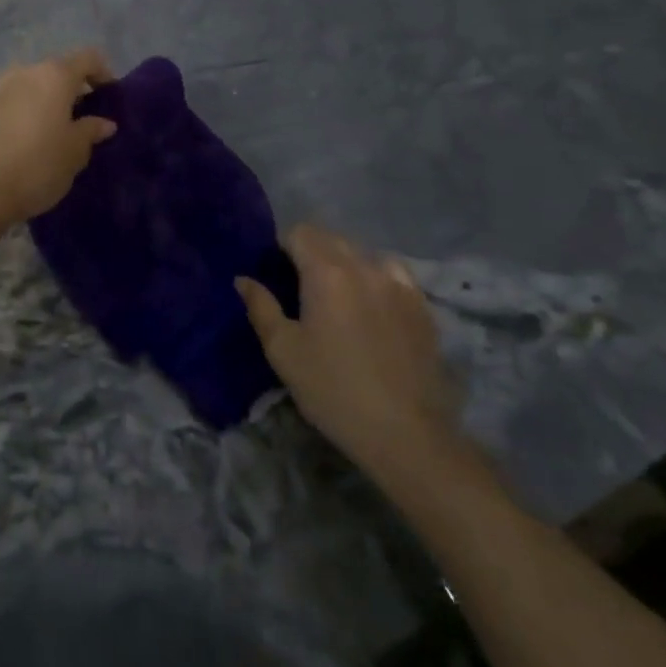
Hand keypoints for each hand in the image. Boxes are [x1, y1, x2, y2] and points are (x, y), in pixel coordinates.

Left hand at [0, 49, 116, 225]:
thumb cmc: (36, 168)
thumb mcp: (74, 154)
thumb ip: (90, 131)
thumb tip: (103, 122)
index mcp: (53, 76)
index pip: (88, 58)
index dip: (102, 73)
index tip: (108, 97)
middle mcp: (22, 72)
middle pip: (53, 71)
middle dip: (68, 90)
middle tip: (77, 120)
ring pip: (24, 86)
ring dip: (38, 101)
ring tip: (44, 132)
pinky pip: (1, 103)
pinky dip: (14, 114)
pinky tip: (13, 142)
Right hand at [237, 225, 463, 479]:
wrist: (406, 434)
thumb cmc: (333, 390)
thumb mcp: (283, 351)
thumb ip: (261, 307)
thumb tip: (243, 279)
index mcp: (327, 272)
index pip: (300, 232)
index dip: (282, 246)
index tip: (277, 274)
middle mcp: (364, 266)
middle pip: (332, 238)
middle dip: (311, 251)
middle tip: (300, 287)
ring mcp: (399, 283)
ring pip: (364, 253)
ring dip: (345, 262)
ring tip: (339, 296)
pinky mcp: (422, 305)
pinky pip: (393, 274)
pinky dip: (377, 277)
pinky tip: (374, 305)